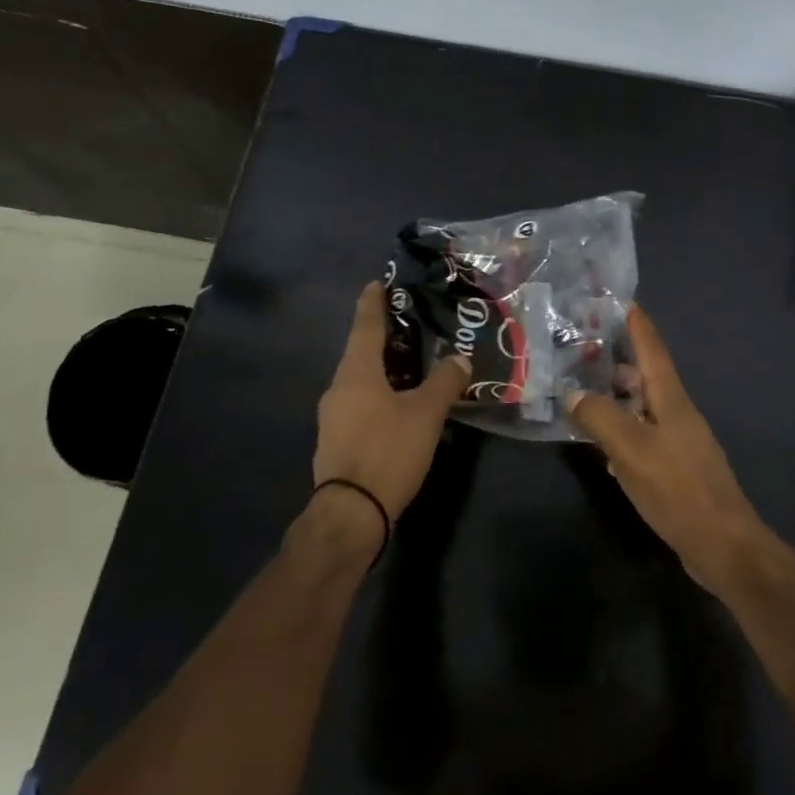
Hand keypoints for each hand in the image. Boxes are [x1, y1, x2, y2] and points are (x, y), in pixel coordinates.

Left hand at [313, 282, 469, 520]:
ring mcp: (335, 416)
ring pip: (362, 380)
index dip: (373, 303)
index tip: (377, 282)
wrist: (350, 512)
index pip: (365, 325)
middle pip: (362, 352)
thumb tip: (460, 359)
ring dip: (385, 368)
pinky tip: (401, 404)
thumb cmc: (387, 451)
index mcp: (356, 372)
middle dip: (385, 337)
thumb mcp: (425, 414)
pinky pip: (361, 403)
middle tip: (412, 325)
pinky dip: (381, 394)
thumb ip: (444, 382)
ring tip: (413, 364)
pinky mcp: (339, 440)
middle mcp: (339, 387)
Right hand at [566, 307, 770, 594]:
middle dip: (617, 359)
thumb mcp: (632, 449)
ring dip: (616, 396)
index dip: (637, 324)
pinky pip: (642, 436)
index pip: (652, 349)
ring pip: (641, 407)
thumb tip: (572, 393)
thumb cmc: (677, 489)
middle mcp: (676, 413)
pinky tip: (600, 442)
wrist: (722, 544)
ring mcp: (677, 441)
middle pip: (645, 376)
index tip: (620, 299)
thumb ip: (600, 417)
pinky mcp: (674, 467)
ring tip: (582, 389)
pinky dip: (621, 430)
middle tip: (582, 347)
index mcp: (671, 399)